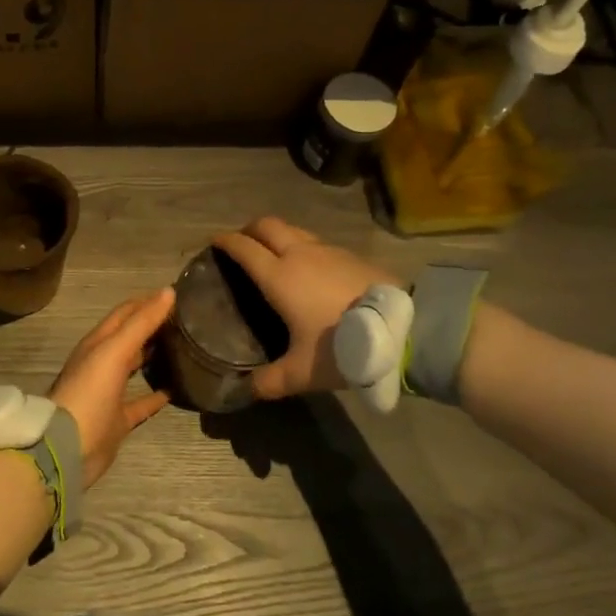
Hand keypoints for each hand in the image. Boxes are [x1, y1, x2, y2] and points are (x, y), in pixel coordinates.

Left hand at [49, 288, 175, 485]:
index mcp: (98, 343)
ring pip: (134, 367)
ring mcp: (109, 392)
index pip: (125, 312)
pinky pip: (141, 403)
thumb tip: (168, 291)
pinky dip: (156, 395)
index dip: (147, 301)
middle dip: (152, 325)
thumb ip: (141, 322)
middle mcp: (102, 363)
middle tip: (185, 318)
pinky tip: (175, 389)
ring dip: (153, 356)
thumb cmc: (89, 391)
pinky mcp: (117, 419)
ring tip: (182, 347)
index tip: (176, 294)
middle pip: (130, 337)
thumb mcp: (114, 351)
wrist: (67, 446)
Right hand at [211, 217, 401, 400]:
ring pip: (293, 229)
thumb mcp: (302, 373)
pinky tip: (309, 268)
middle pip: (266, 225)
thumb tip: (248, 389)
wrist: (402, 329)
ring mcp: (327, 250)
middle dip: (249, 230)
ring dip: (277, 235)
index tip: (214, 243)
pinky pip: (316, 242)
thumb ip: (271, 381)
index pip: (243, 248)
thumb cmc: (342, 346)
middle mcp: (299, 254)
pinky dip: (302, 246)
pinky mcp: (350, 255)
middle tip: (241, 244)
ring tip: (273, 254)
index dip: (225, 242)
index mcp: (279, 276)